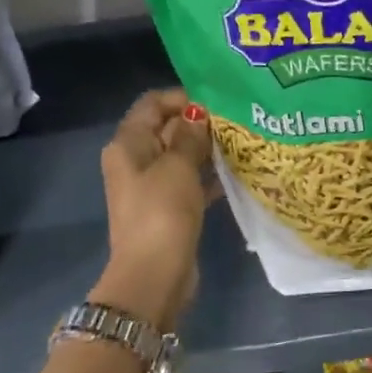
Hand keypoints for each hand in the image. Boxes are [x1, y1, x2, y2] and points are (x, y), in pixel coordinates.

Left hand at [93, 89, 214, 331]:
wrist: (154, 274)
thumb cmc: (162, 212)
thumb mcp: (178, 167)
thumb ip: (190, 136)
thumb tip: (199, 113)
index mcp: (128, 145)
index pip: (152, 104)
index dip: (182, 98)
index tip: (217, 101)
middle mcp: (136, 161)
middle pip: (168, 128)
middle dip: (199, 123)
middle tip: (238, 121)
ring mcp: (152, 186)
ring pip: (182, 156)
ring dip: (207, 149)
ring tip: (242, 142)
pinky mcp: (169, 208)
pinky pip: (190, 182)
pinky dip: (209, 176)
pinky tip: (237, 172)